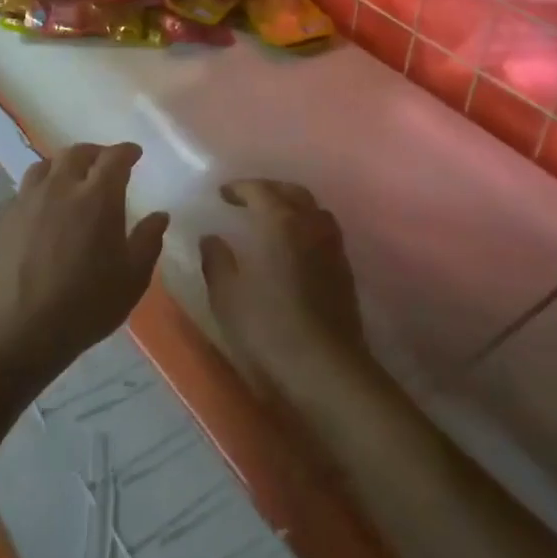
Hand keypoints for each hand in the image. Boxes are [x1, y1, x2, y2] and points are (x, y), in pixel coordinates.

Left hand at [0, 143, 168, 377]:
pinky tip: (41, 207)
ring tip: (70, 179)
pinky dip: (38, 189)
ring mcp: (28, 200)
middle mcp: (61, 188)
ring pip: (45, 166)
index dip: (126, 151)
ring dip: (63, 166)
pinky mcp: (5, 218)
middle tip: (105, 164)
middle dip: (95, 153)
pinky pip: (23, 191)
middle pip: (77, 153)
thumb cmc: (89, 303)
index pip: (114, 158)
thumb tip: (160, 216)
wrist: (26, 329)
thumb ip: (148, 240)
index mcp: (98, 197)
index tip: (134, 154)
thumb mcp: (133, 277)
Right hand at [199, 180, 364, 397]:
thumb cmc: (269, 329)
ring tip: (272, 219)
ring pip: (314, 210)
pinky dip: (306, 227)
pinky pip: (324, 232)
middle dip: (269, 189)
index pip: (260, 190)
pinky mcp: (345, 271)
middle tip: (247, 199)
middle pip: (293, 192)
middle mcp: (311, 226)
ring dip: (292, 206)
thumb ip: (216, 262)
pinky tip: (293, 247)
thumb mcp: (228, 297)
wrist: (326, 369)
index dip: (239, 188)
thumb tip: (211, 238)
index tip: (222, 194)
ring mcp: (333, 247)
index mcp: (280, 223)